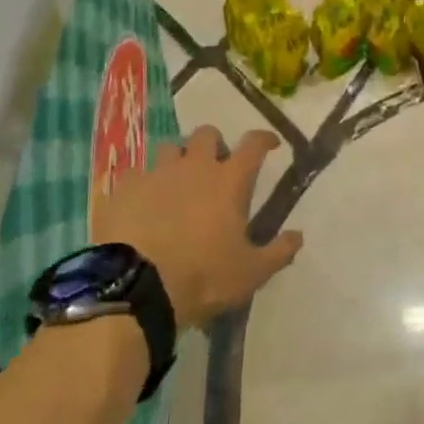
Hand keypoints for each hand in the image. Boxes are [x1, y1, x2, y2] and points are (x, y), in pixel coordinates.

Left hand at [93, 126, 302, 330]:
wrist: (136, 288)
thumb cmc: (203, 277)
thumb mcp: (251, 273)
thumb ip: (279, 251)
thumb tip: (298, 235)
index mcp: (229, 181)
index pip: (254, 144)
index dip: (264, 139)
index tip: (271, 144)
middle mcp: (194, 167)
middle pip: (207, 134)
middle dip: (214, 144)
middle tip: (216, 167)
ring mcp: (156, 173)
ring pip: (170, 148)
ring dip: (178, 159)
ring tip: (177, 183)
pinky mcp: (124, 188)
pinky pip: (135, 173)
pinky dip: (142, 183)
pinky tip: (141, 202)